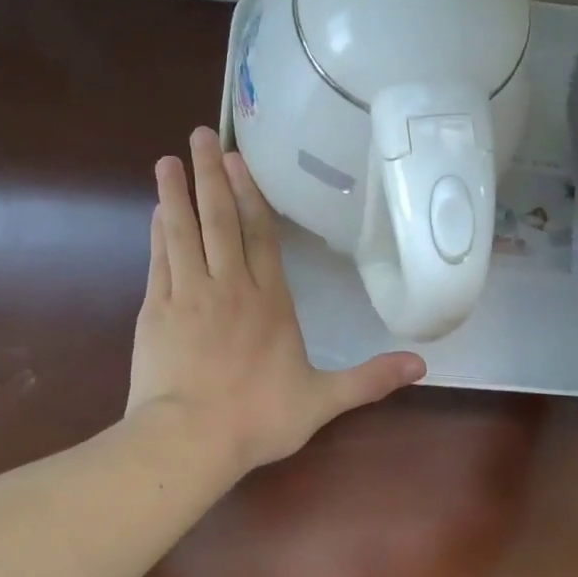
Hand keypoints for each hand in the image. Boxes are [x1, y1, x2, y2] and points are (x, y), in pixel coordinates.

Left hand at [126, 127, 425, 473]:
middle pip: (220, 221)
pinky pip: (160, 260)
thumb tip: (422, 366)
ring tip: (168, 160)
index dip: (251, 196)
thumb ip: (369, 379)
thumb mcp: (323, 401)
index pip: (261, 237)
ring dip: (177, 194)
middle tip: (200, 136)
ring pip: (184, 232)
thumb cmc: (258, 419)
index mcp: (270, 302)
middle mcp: (230, 287)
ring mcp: (188, 295)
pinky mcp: (156, 310)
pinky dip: (159, 233)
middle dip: (212, 176)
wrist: (189, 440)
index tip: (239, 160)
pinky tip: (157, 212)